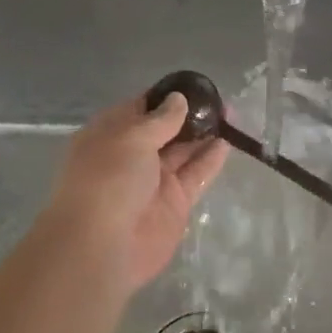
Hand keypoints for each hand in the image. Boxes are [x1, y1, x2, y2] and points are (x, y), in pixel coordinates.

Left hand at [42, 93, 227, 297]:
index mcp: (110, 134)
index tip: (195, 86)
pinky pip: (195, 175)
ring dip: (203, 135)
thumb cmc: (108, 179)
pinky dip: (210, 160)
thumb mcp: (132, 137)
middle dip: (190, 115)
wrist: (101, 246)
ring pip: (183, 151)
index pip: (141, 108)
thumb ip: (160, 119)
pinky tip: (227, 143)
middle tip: (220, 102)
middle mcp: (131, 155)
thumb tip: (178, 99)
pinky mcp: (174, 203)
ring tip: (230, 117)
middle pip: (165, 129)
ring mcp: (154, 181)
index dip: (166, 97)